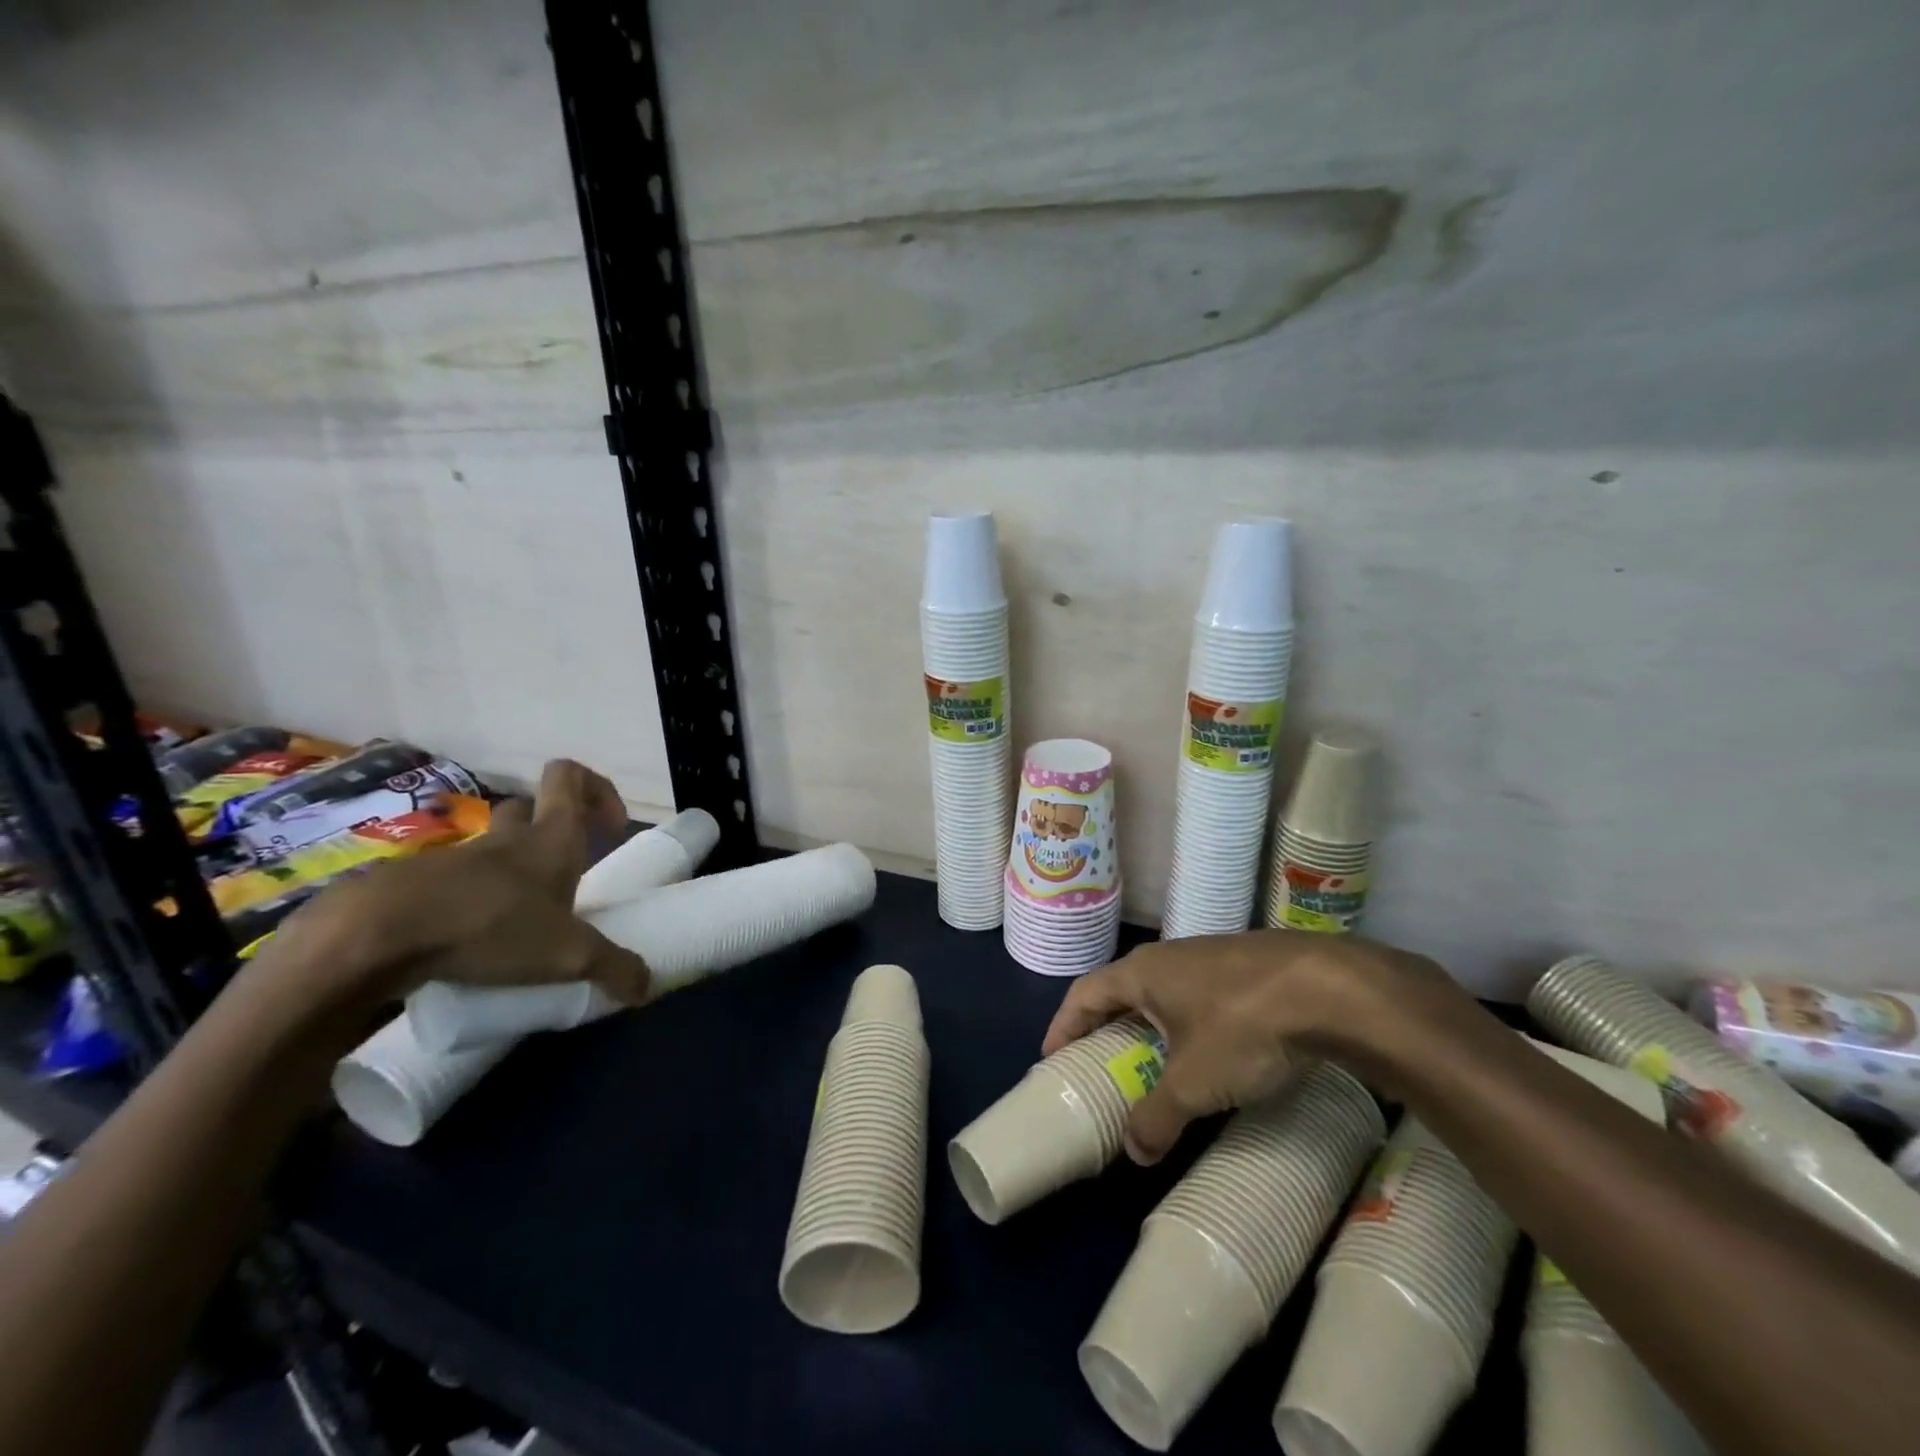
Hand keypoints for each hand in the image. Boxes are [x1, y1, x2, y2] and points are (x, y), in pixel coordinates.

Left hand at [261, 759, 652, 1016]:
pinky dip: (468, 903)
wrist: (375, 938)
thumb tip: (648, 987)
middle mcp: (506, 838)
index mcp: (550, 837)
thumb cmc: (491, 926)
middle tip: (564, 874)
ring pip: (490, 847)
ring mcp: (456, 859)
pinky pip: (453, 884)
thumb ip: (613, 967)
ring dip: (508, 870)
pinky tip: (472, 943)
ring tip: (520, 918)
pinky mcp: (414, 887)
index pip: (570, 776)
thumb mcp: (568, 955)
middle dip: (550, 832)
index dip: (597, 789)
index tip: (610, 826)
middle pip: (529, 808)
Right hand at [1041, 930, 1459, 1163]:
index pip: (1085, 993)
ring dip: (1153, 1025)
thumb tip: (1133, 1152)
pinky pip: (1203, 995)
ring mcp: (1212, 956)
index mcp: (1143, 972)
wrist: (1330, 989)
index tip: (1051, 1057)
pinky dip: (1192, 1023)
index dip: (1064, 1025)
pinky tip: (1214, 1050)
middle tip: (1101, 1063)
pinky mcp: (1250, 967)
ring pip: (1167, 991)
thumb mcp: (1194, 1082)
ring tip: (1156, 1062)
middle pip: (1124, 989)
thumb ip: (1157, 1117)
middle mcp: (1171, 956)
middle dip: (1108, 1026)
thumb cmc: (1243, 1026)